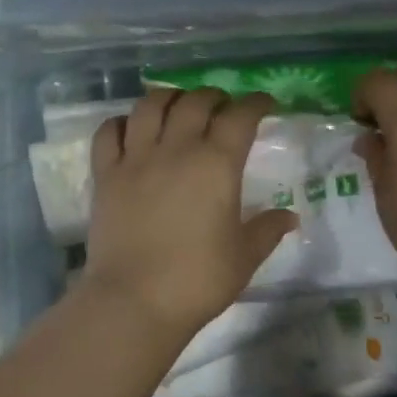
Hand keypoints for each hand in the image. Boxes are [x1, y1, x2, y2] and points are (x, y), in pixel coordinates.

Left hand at [83, 89, 298, 339]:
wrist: (134, 300)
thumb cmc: (197, 279)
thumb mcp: (244, 257)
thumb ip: (267, 230)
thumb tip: (290, 217)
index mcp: (217, 165)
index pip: (240, 117)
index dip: (256, 103)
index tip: (265, 103)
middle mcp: (177, 149)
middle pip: (196, 102)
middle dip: (214, 96)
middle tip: (223, 106)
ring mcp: (136, 159)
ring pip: (150, 106)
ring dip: (170, 97)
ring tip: (179, 105)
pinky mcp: (105, 175)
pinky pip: (109, 132)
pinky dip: (123, 121)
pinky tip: (131, 127)